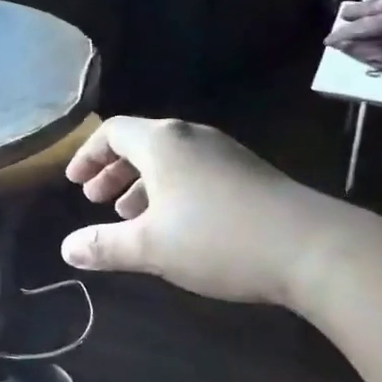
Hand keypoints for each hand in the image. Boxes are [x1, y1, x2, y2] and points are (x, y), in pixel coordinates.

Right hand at [59, 116, 344, 306]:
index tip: (74, 183)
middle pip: (140, 143)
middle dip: (113, 171)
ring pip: (170, 160)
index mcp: (162, 143)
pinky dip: (172, 190)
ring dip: (142, 184)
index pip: (112, 132)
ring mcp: (225, 153)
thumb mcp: (151, 247)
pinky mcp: (249, 174)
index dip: (88, 155)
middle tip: (95, 200)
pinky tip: (176, 225)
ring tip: (129, 216)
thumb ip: (105, 246)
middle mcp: (191, 138)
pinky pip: (195, 171)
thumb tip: (67, 250)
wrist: (314, 248)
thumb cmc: (218, 238)